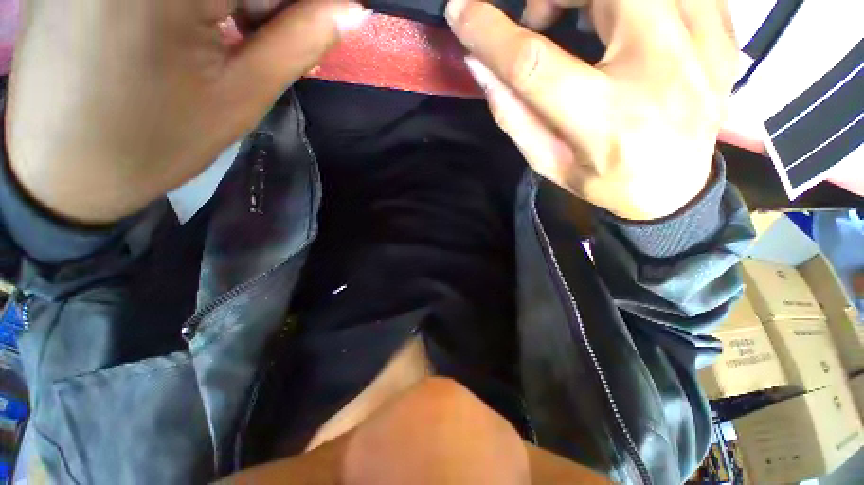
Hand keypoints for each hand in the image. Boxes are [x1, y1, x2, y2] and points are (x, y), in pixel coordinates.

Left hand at [6, 0, 369, 223]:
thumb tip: (351, 9)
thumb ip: (300, 41)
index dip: (303, 5)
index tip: (312, 27)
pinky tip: (189, 19)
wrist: (61, 170)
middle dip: (265, 5)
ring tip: (229, 34)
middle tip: (262, 39)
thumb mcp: (241, 96)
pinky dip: (198, 0)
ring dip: (234, 1)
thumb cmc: (155, 141)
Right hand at [447, 0, 736, 220]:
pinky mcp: (722, 36)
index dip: (491, 34)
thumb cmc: (603, 180)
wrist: (676, 189)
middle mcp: (659, 72)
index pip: (535, 64)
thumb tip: (480, 64)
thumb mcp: (547, 161)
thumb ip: (513, 114)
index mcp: (603, 120)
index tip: (461, 11)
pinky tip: (626, 20)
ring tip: (582, 17)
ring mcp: (702, 47)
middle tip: (540, 20)